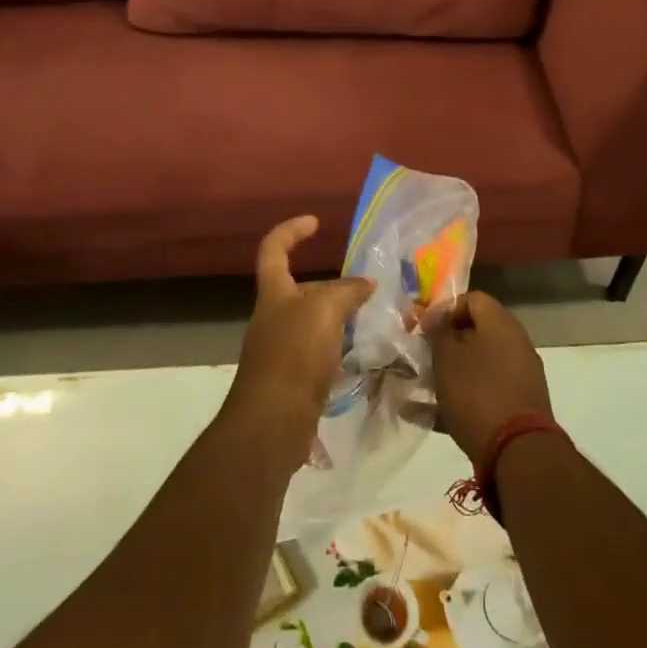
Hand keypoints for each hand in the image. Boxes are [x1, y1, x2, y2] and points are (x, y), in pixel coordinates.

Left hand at [226, 216, 373, 469]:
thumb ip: (347, 292)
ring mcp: (281, 350)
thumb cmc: (294, 356)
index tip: (316, 223)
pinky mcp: (292, 380)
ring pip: (313, 322)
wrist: (272, 424)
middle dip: (331, 285)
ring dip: (339, 318)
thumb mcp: (324, 311)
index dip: (291, 231)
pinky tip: (362, 355)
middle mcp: (273, 318)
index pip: (274, 249)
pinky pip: (319, 353)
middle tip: (367, 288)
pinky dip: (339, 348)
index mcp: (273, 293)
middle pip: (300, 289)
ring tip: (374, 319)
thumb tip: (366, 284)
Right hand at [426, 292, 551, 463]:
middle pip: (474, 333)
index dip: (444, 309)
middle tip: (420, 356)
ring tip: (418, 386)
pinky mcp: (516, 407)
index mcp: (501, 324)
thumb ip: (437, 333)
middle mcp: (515, 345)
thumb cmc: (477, 392)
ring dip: (447, 373)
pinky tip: (424, 416)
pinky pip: (481, 394)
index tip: (423, 328)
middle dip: (444, 344)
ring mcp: (518, 377)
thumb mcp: (446, 357)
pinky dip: (456, 400)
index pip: (472, 299)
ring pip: (476, 366)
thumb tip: (436, 323)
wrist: (518, 452)